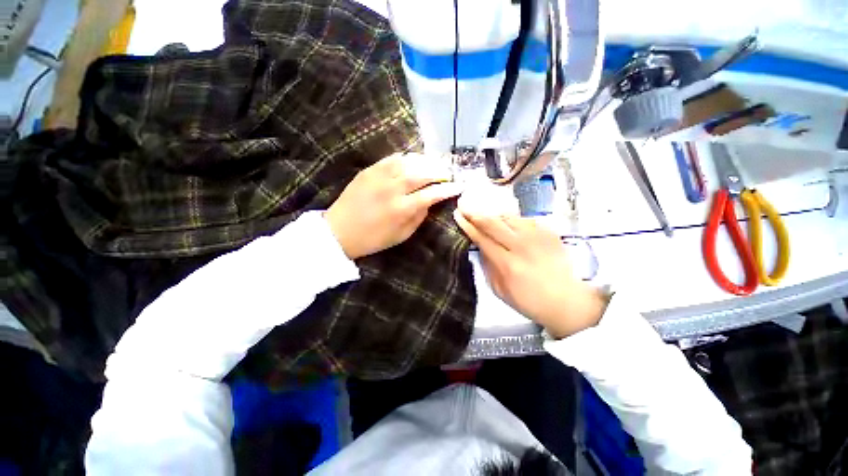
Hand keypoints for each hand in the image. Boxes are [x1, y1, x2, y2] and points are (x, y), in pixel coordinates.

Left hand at [325, 153, 461, 259]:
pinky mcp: (369, 170)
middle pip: (423, 173)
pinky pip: (392, 158)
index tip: (459, 186)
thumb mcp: (402, 235)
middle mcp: (392, 189)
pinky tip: (414, 161)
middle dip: (440, 172)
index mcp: (401, 209)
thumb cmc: (373, 239)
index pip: (431, 194)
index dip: (448, 189)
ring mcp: (379, 177)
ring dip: (426, 162)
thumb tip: (431, 202)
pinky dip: (407, 158)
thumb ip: (419, 217)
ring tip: (435, 165)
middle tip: (448, 174)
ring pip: (409, 162)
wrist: (339, 231)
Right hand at [453, 210, 606, 337]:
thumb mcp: (499, 290)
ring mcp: (537, 236)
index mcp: (507, 264)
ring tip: (486, 216)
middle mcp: (522, 246)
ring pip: (508, 216)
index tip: (457, 215)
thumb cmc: (529, 300)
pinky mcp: (549, 232)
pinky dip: (512, 220)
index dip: (467, 225)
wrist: (567, 301)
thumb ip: (487, 266)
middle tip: (464, 206)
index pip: (482, 238)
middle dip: (475, 213)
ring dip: (493, 215)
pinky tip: (509, 226)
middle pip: (493, 222)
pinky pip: (524, 219)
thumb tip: (479, 246)